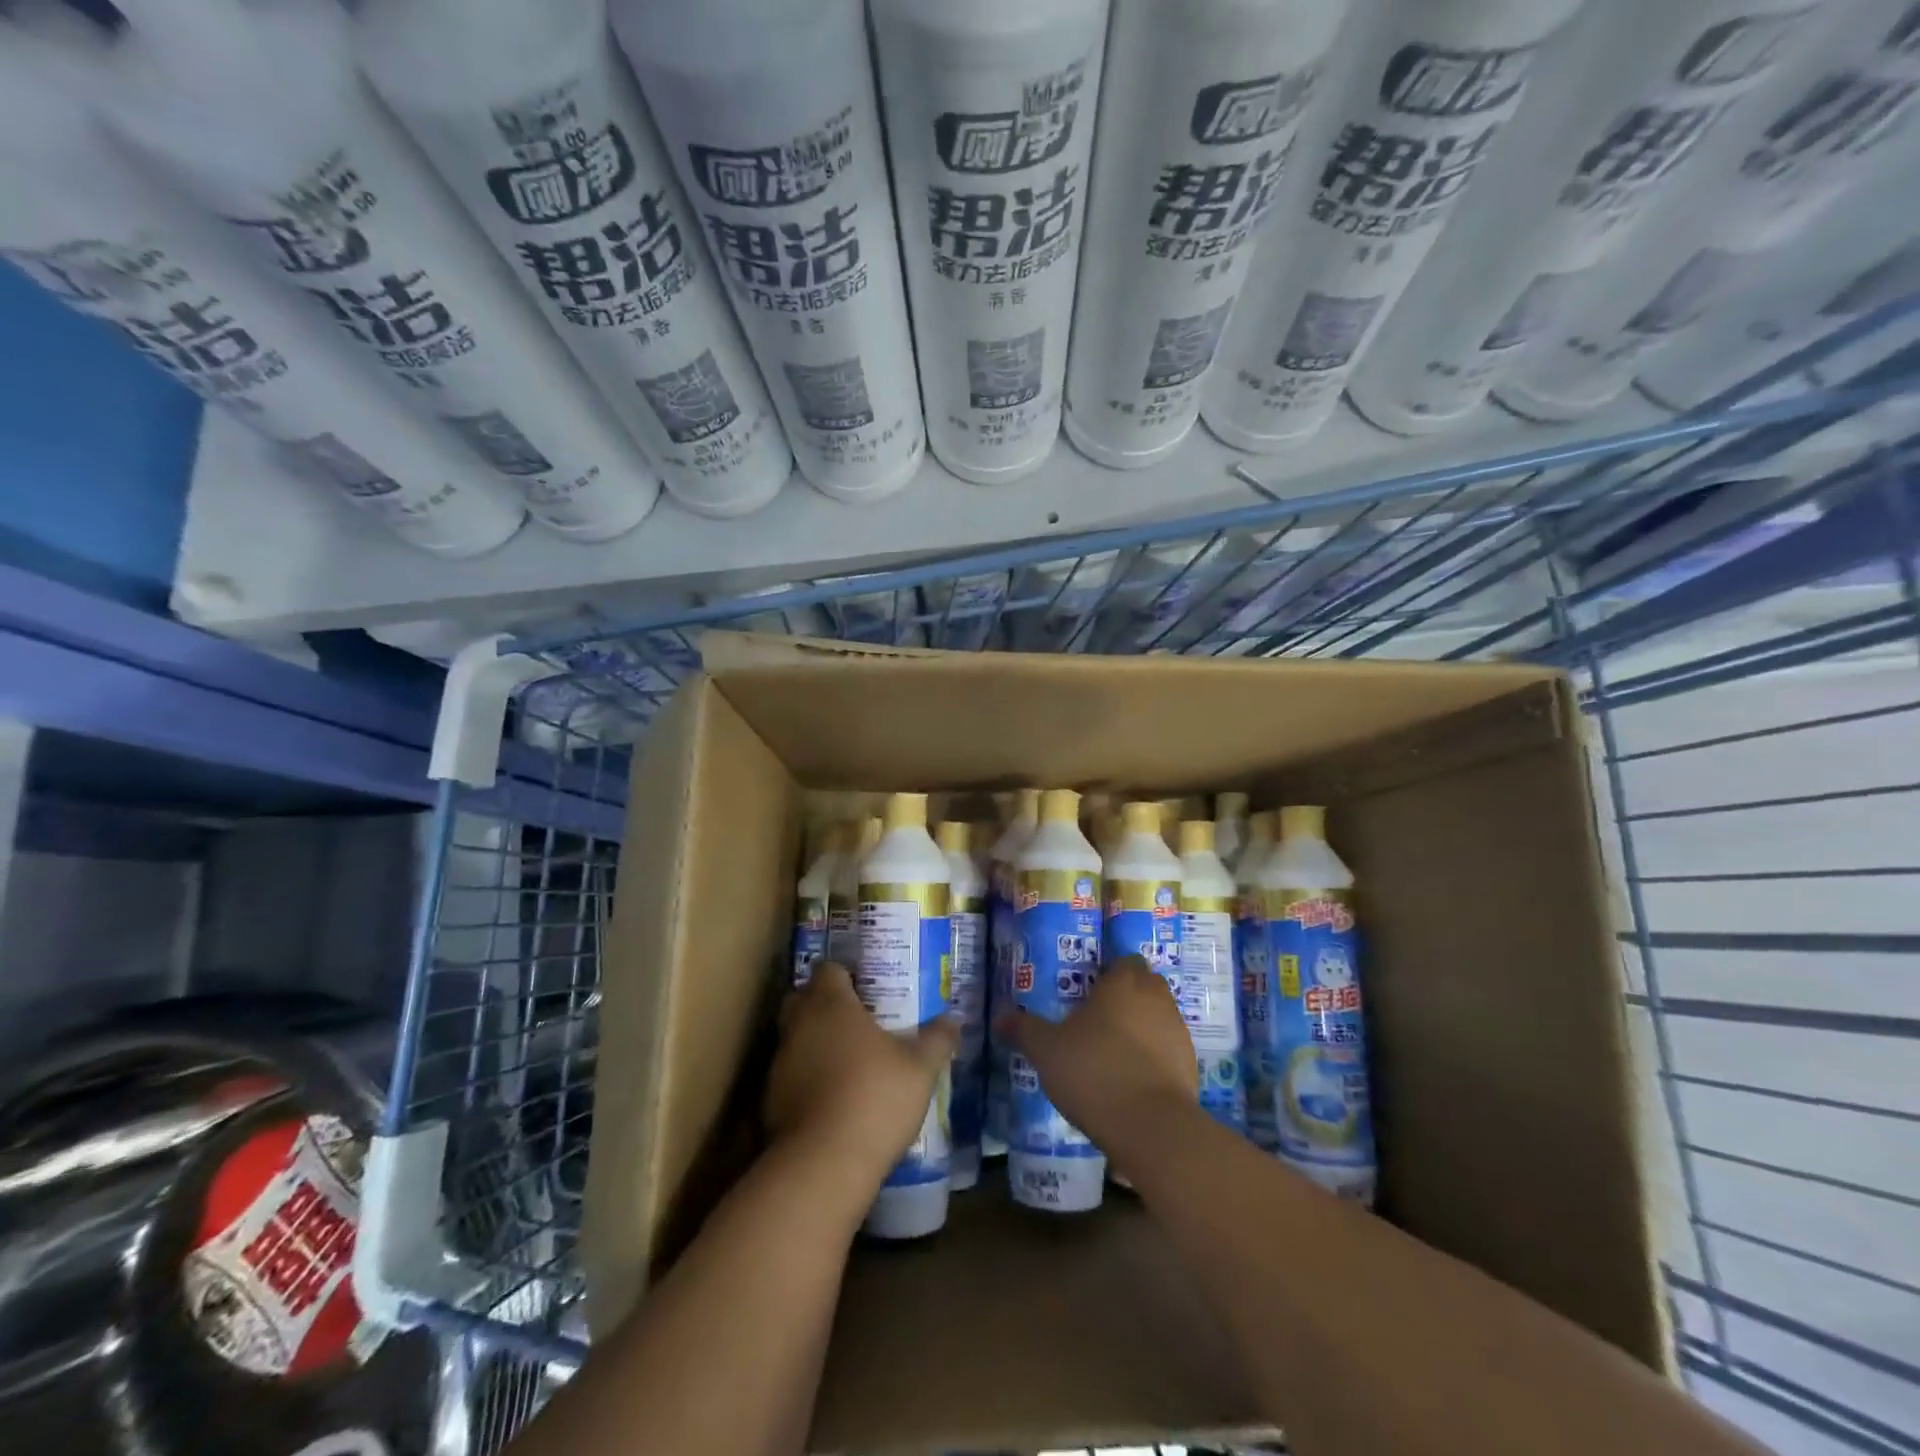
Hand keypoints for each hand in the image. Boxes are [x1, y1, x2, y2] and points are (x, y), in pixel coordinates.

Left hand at [765, 962, 958, 1189]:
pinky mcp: (770, 1100)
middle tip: (856, 1020)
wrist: (822, 1165)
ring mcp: (780, 1063)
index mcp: (831, 1004)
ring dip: (815, 1043)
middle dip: (824, 1004)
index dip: (845, 974)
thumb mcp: (920, 1068)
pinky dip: (807, 1078)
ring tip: (848, 1062)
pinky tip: (833, 1098)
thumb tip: (953, 1020)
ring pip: (795, 1038)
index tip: (866, 987)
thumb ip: (937, 1039)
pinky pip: (790, 1075)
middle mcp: (799, 1025)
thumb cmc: (875, 1098)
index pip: (828, 969)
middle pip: (803, 999)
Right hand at [993, 954, 1198, 1160]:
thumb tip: (999, 1017)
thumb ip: (1024, 1029)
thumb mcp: (1046, 1050)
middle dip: (1127, 996)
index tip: (1090, 990)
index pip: (1124, 961)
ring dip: (1142, 1026)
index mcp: (1123, 983)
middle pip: (1145, 985)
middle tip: (1099, 1018)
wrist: (1151, 1127)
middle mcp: (1155, 998)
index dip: (1110, 972)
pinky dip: (1154, 1057)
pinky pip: (1168, 1049)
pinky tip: (1132, 1079)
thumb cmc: (1094, 1072)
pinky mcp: (1190, 1065)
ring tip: (1113, 1051)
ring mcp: (1177, 1031)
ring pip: (1159, 1016)